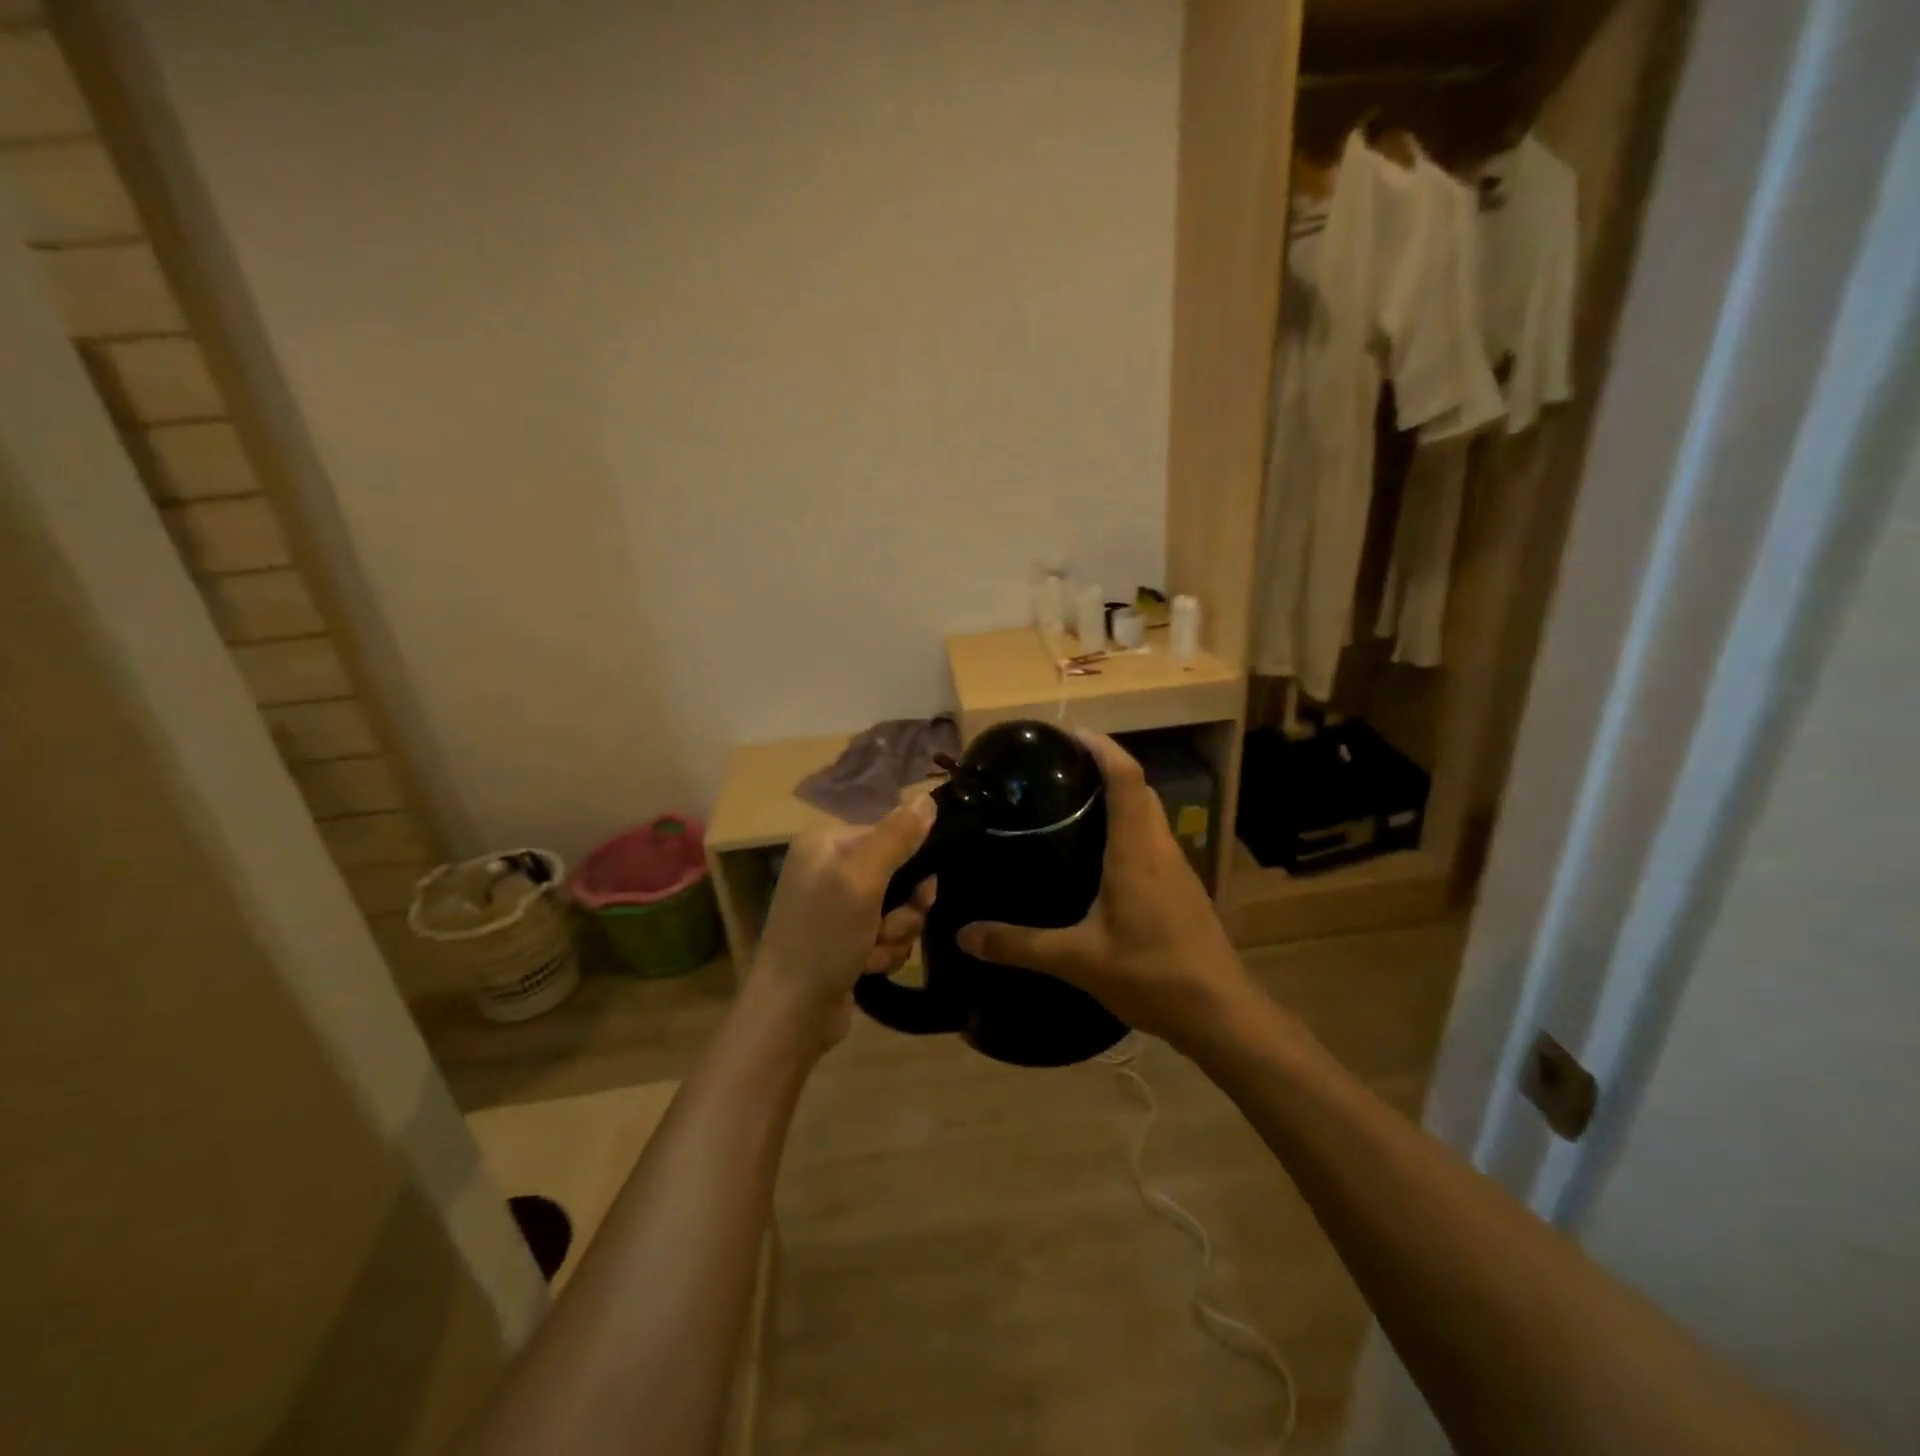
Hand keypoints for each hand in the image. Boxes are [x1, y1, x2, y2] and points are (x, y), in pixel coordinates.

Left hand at [748, 794, 937, 1047]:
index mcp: (827, 842)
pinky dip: (883, 953)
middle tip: (888, 928)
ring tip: (870, 954)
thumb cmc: (823, 938)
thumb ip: (897, 836)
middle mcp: (829, 867)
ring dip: (894, 935)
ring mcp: (835, 905)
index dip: (913, 865)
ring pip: (898, 908)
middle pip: (899, 873)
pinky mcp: (844, 938)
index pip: (892, 834)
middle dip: (903, 909)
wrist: (791, 1014)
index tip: (921, 893)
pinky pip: (886, 934)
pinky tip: (865, 967)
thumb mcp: (861, 880)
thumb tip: (928, 797)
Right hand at [956, 729, 1254, 1048]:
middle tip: (1060, 771)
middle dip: (1105, 767)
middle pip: (1139, 789)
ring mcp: (1178, 869)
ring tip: (1073, 806)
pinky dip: (1128, 829)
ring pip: (1149, 815)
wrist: (1220, 1014)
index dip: (1102, 747)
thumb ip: (1018, 945)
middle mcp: (1160, 848)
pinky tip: (1100, 858)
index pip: (1126, 777)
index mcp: (1137, 851)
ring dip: (1119, 798)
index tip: (1070, 734)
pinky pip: (1153, 841)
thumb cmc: (1151, 974)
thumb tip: (963, 935)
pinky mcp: (1183, 890)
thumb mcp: (1077, 960)